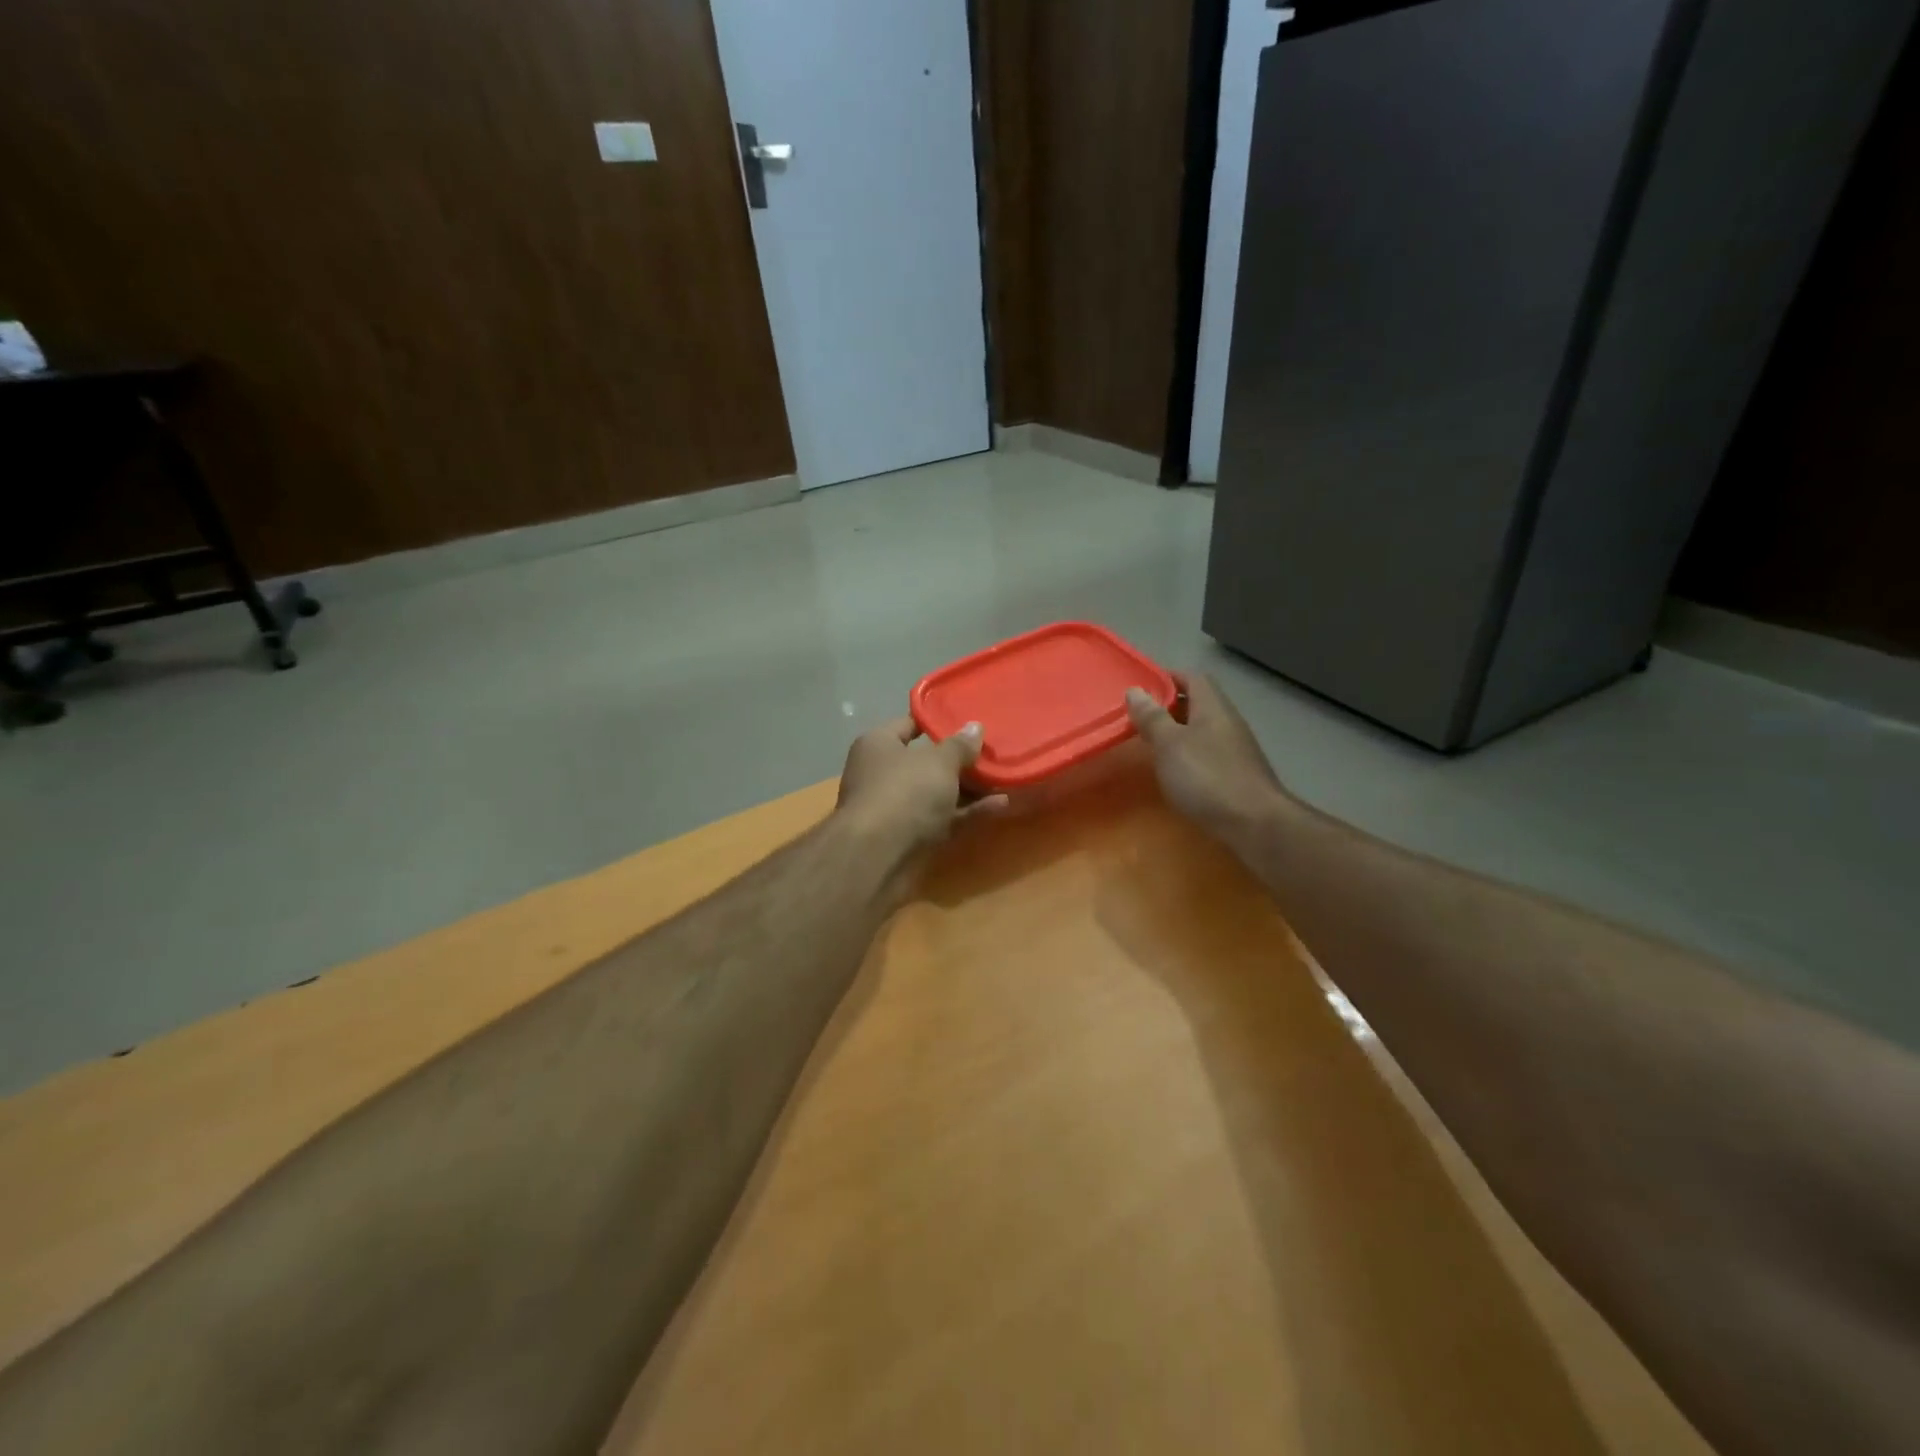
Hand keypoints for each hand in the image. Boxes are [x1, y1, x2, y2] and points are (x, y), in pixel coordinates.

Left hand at [836, 717, 1008, 856]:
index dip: (938, 722)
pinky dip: (968, 812)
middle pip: (925, 762)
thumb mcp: (939, 762)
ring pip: (937, 793)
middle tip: (993, 752)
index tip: (968, 720)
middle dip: (959, 760)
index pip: (909, 724)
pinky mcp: (910, 837)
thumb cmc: (905, 792)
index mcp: (878, 745)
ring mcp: (896, 808)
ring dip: (969, 789)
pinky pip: (943, 818)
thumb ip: (960, 745)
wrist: (879, 857)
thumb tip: (975, 727)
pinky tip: (1000, 805)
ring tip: (1004, 778)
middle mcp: (882, 774)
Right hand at [1125, 674, 1289, 851]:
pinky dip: (1189, 754)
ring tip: (1151, 744)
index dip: (1167, 677)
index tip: (1141, 687)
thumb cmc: (1207, 777)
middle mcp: (1228, 722)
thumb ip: (1152, 717)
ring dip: (1178, 732)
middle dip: (1169, 706)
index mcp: (1212, 707)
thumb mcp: (1169, 744)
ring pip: (1203, 729)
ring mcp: (1236, 749)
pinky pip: (1208, 753)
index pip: (1192, 678)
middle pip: (1198, 703)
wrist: (1254, 823)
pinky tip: (1176, 772)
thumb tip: (1135, 690)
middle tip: (1139, 717)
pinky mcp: (1238, 774)